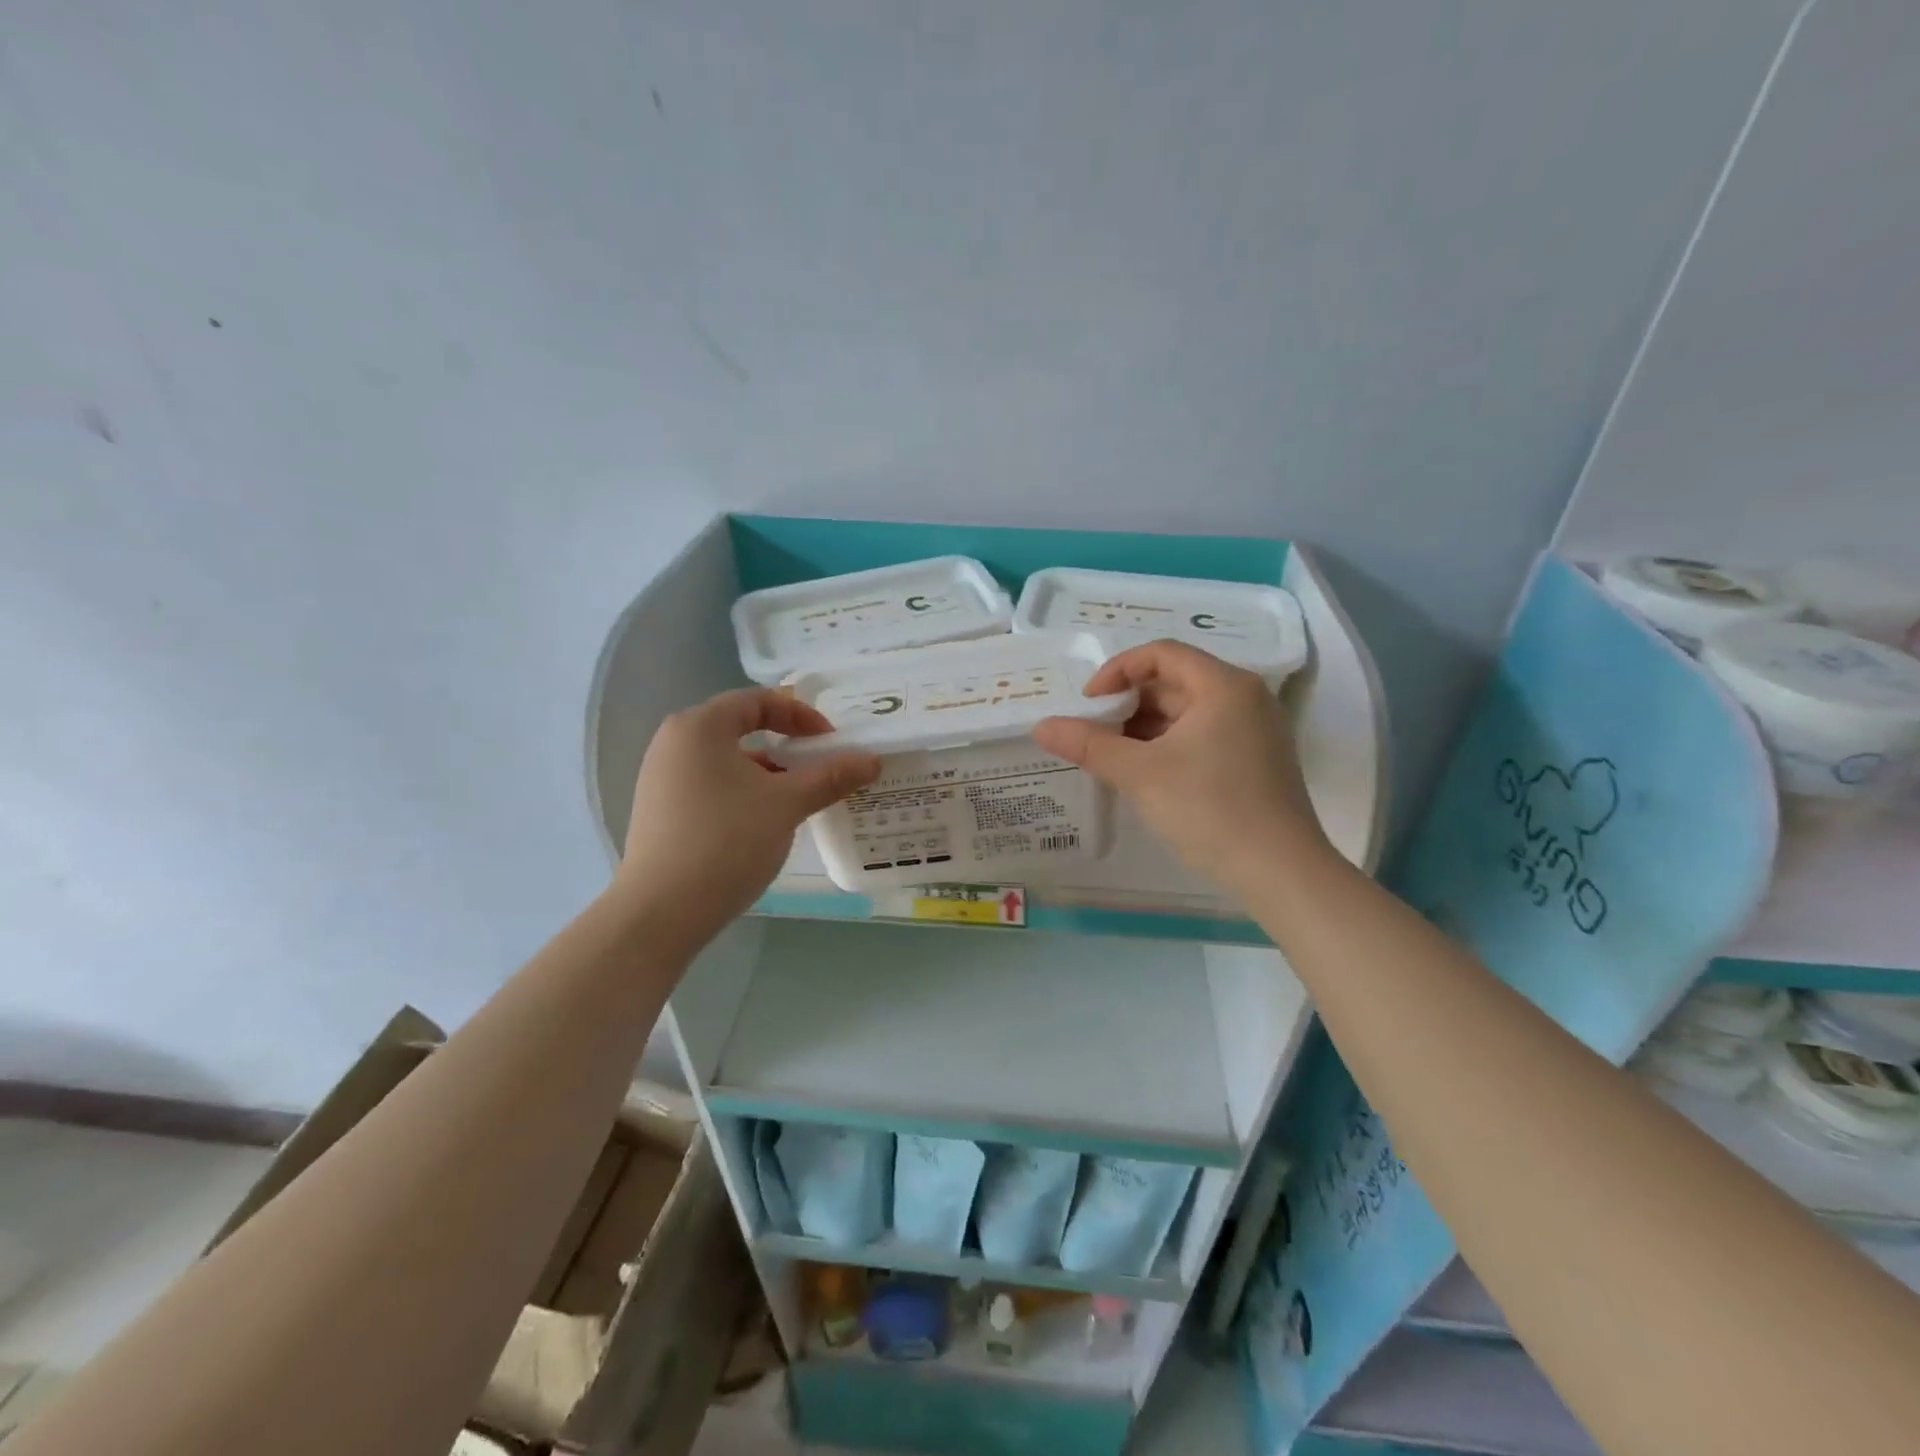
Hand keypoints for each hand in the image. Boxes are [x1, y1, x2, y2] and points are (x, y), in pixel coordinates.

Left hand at [616, 689, 879, 948]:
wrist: (661, 912)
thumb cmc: (727, 841)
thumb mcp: (787, 804)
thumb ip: (830, 777)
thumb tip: (872, 760)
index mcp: (700, 726)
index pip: (758, 701)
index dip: (801, 716)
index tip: (830, 743)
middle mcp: (674, 742)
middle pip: (741, 728)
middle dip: (786, 745)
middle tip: (819, 767)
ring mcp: (661, 777)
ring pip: (727, 760)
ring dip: (767, 772)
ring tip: (797, 799)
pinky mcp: (660, 810)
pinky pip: (710, 785)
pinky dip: (743, 792)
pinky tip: (763, 823)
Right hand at [1032, 641, 1329, 900]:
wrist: (1280, 874)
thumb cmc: (1210, 811)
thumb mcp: (1140, 774)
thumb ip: (1088, 745)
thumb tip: (1041, 726)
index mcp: (1224, 686)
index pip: (1161, 653)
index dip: (1117, 670)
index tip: (1088, 703)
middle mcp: (1245, 698)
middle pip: (1174, 681)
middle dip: (1128, 703)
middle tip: (1093, 732)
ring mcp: (1254, 730)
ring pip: (1186, 712)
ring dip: (1144, 727)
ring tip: (1110, 756)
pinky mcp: (1254, 761)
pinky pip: (1201, 736)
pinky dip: (1167, 746)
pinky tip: (1143, 774)